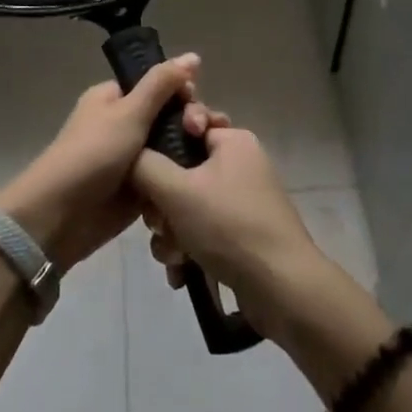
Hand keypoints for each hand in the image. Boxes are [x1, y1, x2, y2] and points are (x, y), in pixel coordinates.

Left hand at [0, 54, 218, 271]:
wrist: (61, 215)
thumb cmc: (93, 154)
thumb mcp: (129, 112)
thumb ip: (162, 84)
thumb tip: (193, 55)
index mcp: (114, 98)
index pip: (158, 86)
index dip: (182, 93)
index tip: (194, 106)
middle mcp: (123, 124)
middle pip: (169, 116)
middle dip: (190, 123)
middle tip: (201, 133)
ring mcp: (132, 158)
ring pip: (172, 148)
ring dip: (190, 152)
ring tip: (210, 159)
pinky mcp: (139, 188)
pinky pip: (167, 176)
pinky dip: (181, 177)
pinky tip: (202, 180)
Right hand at [130, 124, 327, 336]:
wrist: (282, 288)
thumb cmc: (228, 226)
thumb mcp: (176, 190)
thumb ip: (144, 164)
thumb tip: (129, 155)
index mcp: (232, 141)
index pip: (186, 123)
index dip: (161, 144)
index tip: (147, 167)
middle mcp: (239, 164)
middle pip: (181, 170)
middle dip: (162, 202)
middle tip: (158, 223)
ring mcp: (242, 200)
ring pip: (187, 204)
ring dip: (171, 231)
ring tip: (172, 257)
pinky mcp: (242, 232)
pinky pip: (202, 229)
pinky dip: (188, 248)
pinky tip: (181, 272)